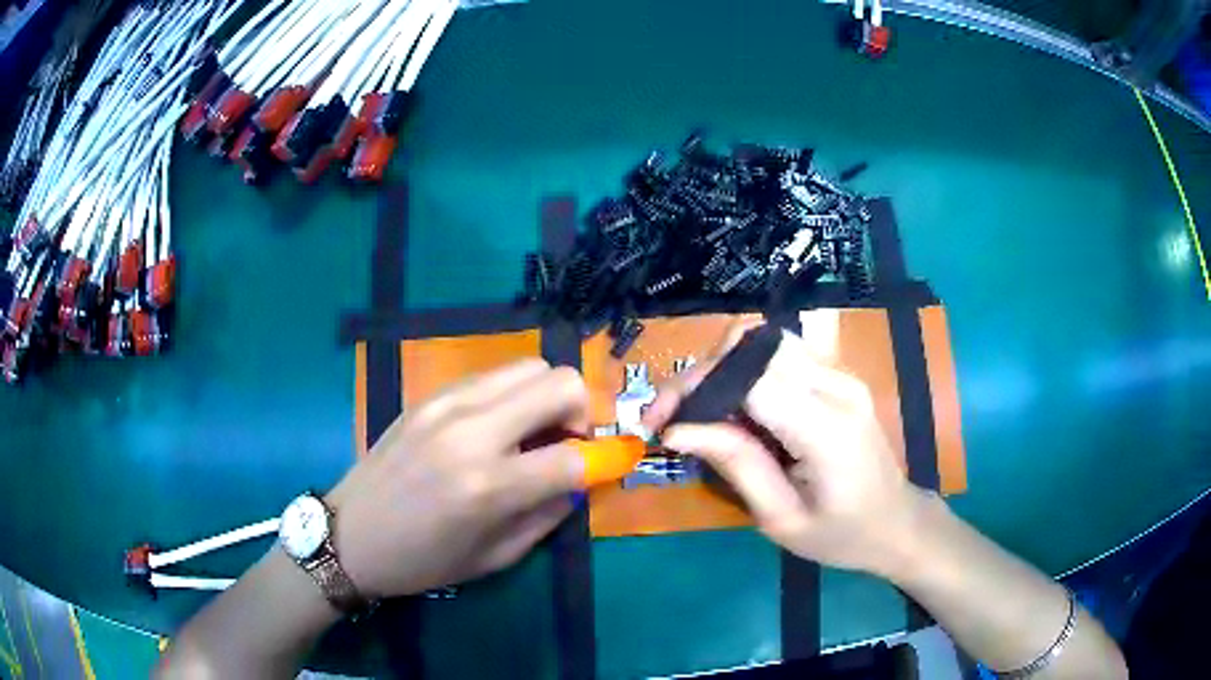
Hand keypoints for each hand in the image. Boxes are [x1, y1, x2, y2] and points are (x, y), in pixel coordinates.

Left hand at [325, 360, 588, 597]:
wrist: (349, 534)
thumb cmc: (422, 561)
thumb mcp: (495, 557)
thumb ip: (549, 514)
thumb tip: (583, 479)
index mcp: (488, 486)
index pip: (574, 456)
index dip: (606, 460)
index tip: (610, 464)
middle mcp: (471, 431)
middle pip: (559, 383)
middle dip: (582, 411)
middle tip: (567, 443)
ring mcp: (446, 404)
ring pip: (528, 366)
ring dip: (546, 397)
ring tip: (531, 434)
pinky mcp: (429, 395)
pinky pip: (492, 376)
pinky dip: (512, 394)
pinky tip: (496, 428)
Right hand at [643, 325, 923, 576]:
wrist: (896, 522)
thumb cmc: (841, 535)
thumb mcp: (781, 518)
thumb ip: (736, 465)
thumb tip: (678, 430)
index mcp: (826, 427)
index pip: (749, 378)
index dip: (696, 389)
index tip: (660, 423)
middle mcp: (836, 385)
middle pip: (754, 345)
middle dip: (702, 372)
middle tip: (672, 416)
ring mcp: (842, 375)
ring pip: (765, 340)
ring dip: (723, 367)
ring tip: (698, 409)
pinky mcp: (839, 376)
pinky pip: (781, 355)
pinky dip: (745, 370)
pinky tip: (732, 406)